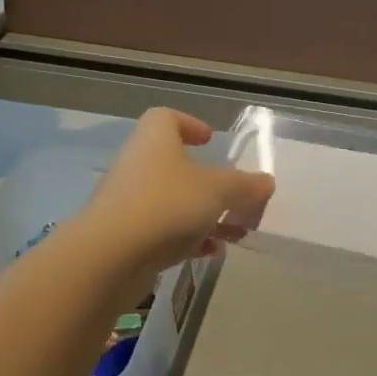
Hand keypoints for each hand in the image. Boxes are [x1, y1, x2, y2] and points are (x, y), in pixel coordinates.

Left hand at [77, 109, 274, 280]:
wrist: (109, 257)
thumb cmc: (167, 205)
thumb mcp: (218, 191)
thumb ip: (245, 186)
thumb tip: (266, 182)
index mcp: (155, 141)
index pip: (167, 118)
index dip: (190, 125)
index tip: (210, 141)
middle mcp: (138, 165)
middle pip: (175, 165)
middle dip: (209, 182)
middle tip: (236, 197)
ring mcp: (129, 202)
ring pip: (173, 201)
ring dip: (204, 214)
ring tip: (234, 232)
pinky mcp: (126, 236)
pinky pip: (164, 230)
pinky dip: (189, 238)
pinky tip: (211, 252)